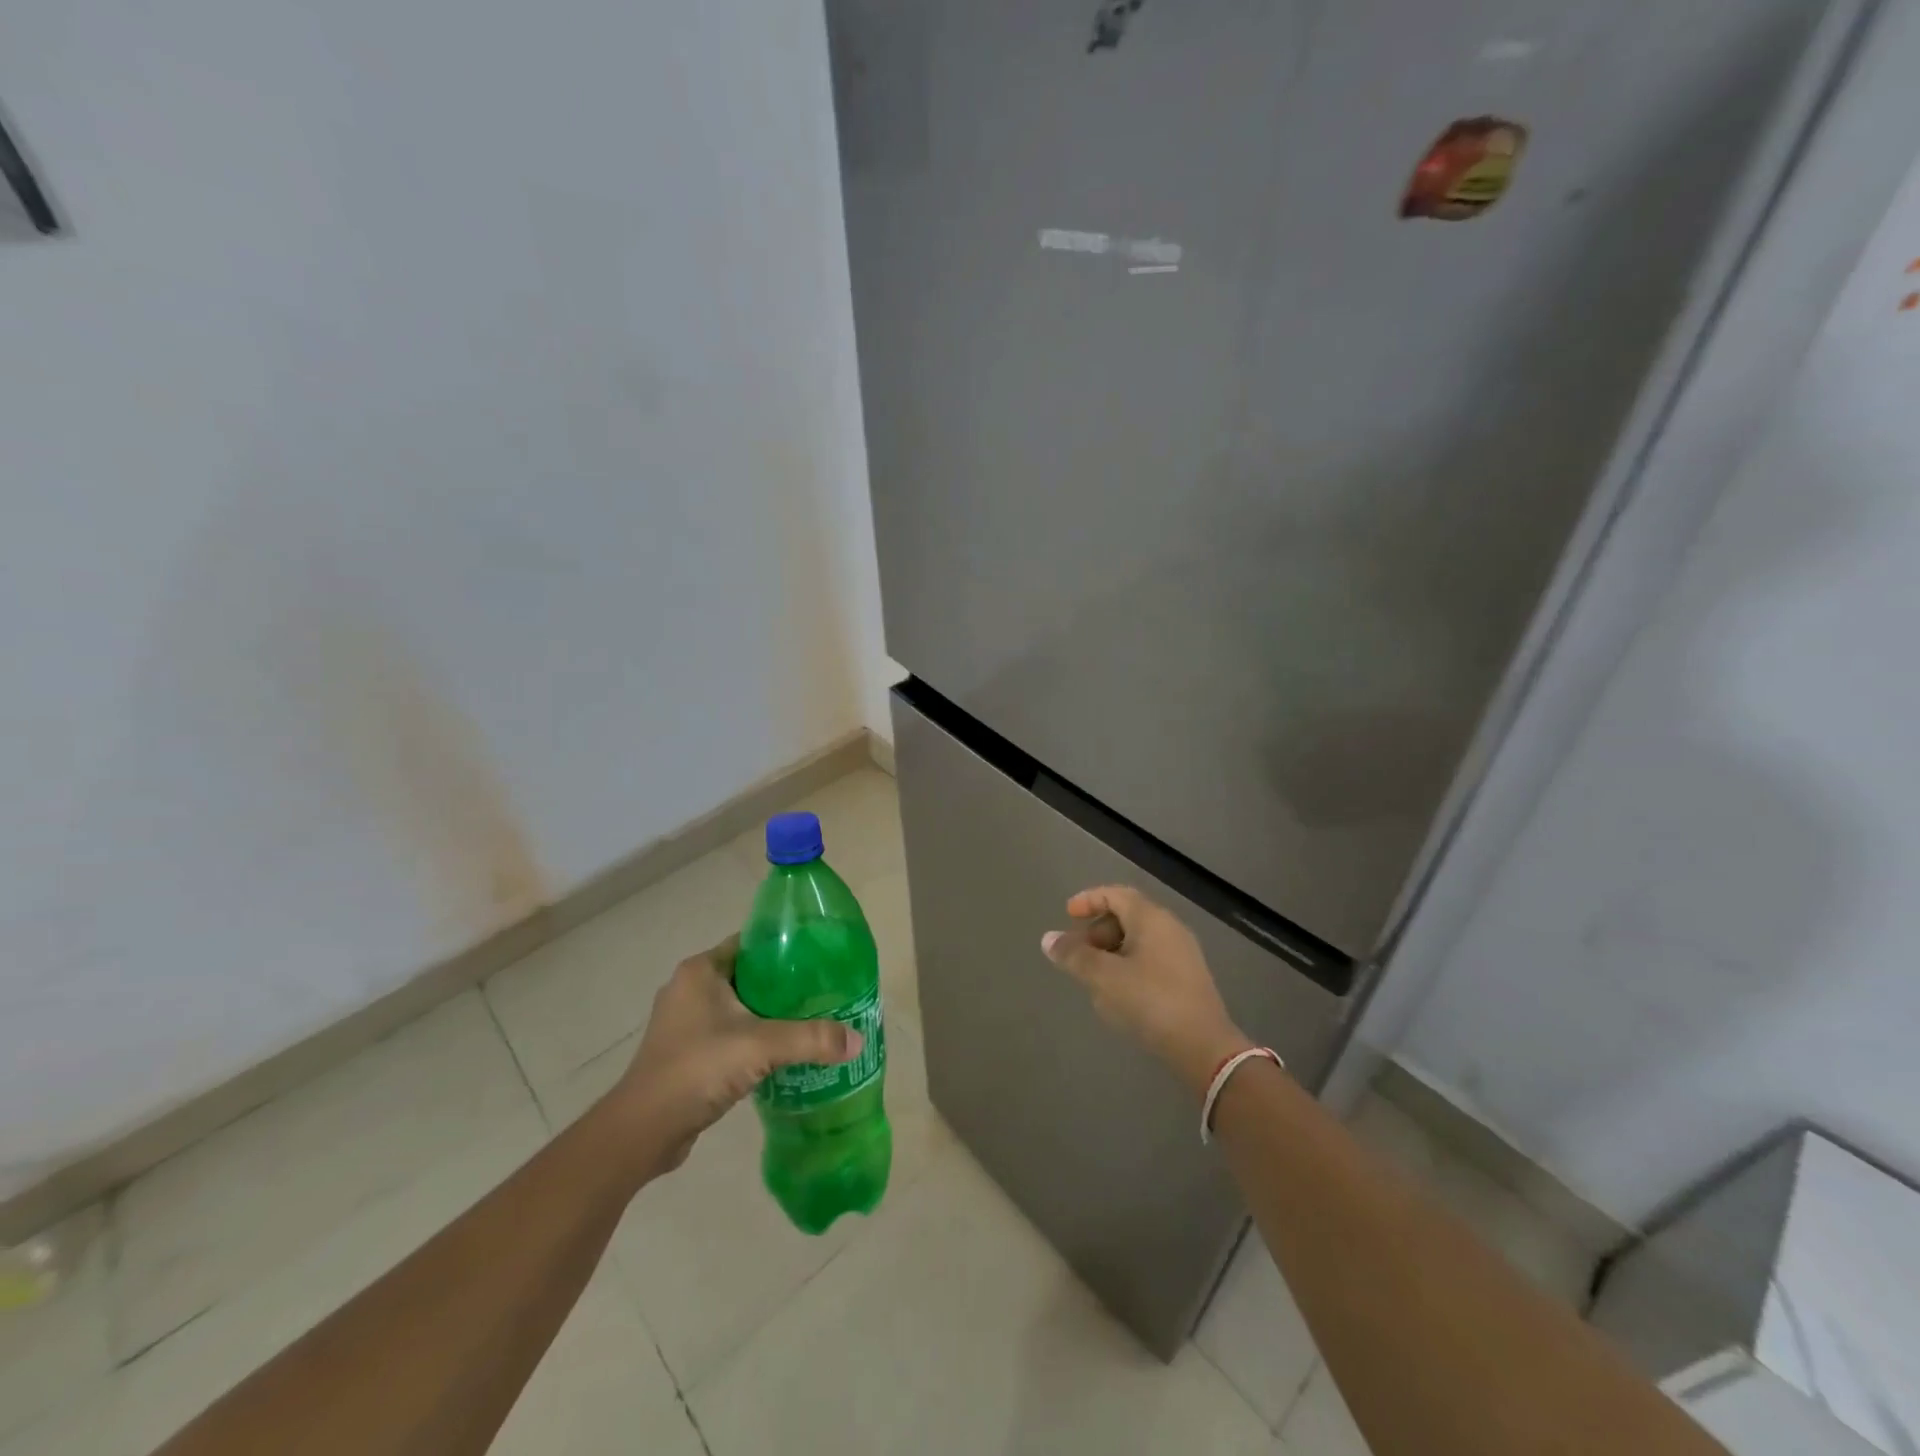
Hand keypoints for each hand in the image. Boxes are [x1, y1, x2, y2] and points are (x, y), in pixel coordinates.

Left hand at [608, 936, 862, 1171]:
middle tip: (823, 991)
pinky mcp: (685, 1053)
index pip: (751, 943)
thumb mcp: (760, 1046)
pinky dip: (754, 1039)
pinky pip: (729, 1034)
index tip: (820, 957)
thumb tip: (856, 1040)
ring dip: (770, 1014)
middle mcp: (690, 989)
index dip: (785, 947)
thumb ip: (810, 1038)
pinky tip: (783, 1053)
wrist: (642, 1132)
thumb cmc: (697, 1068)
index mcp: (701, 970)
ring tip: (811, 1021)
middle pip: (748, 975)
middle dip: (784, 984)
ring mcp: (684, 1023)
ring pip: (739, 1007)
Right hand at [1041, 886, 1252, 1096]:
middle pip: (1126, 916)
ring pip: (1138, 940)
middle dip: (1097, 931)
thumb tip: (1048, 939)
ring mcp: (1182, 954)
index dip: (1089, 900)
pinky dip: (1127, 966)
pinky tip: (1117, 995)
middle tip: (1077, 953)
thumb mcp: (1103, 977)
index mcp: (1151, 918)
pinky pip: (1149, 960)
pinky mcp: (1187, 980)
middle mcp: (1169, 928)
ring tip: (1092, 978)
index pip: (1116, 894)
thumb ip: (1074, 956)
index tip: (1068, 915)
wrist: (1204, 1047)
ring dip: (1110, 952)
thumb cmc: (1149, 1001)